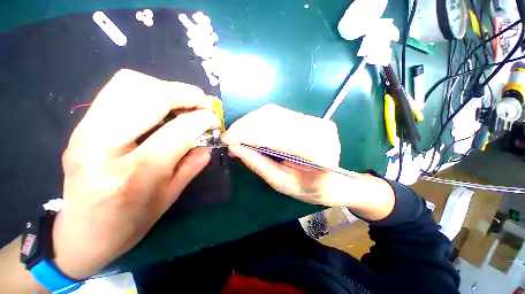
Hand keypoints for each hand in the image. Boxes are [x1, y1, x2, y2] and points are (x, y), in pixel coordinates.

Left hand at [53, 69, 219, 278]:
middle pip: (152, 97)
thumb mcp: (170, 197)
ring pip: (130, 83)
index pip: (179, 130)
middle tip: (203, 104)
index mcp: (136, 174)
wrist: (82, 235)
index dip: (203, 119)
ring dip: (165, 87)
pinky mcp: (80, 126)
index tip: (214, 120)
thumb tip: (208, 144)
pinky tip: (158, 105)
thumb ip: (192, 165)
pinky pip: (116, 90)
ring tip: (181, 102)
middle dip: (188, 94)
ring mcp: (85, 132)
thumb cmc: (130, 223)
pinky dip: (146, 89)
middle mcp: (105, 146)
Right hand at [222, 104, 393, 217]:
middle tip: (229, 136)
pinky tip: (251, 129)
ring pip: (274, 113)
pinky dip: (260, 120)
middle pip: (273, 118)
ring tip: (237, 134)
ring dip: (251, 121)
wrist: (335, 181)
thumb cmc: (310, 189)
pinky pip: (279, 114)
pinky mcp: (311, 118)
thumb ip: (258, 164)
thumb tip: (235, 147)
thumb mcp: (281, 183)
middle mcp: (319, 130)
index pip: (275, 135)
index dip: (248, 134)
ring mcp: (316, 121)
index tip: (226, 139)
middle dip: (246, 125)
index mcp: (316, 153)